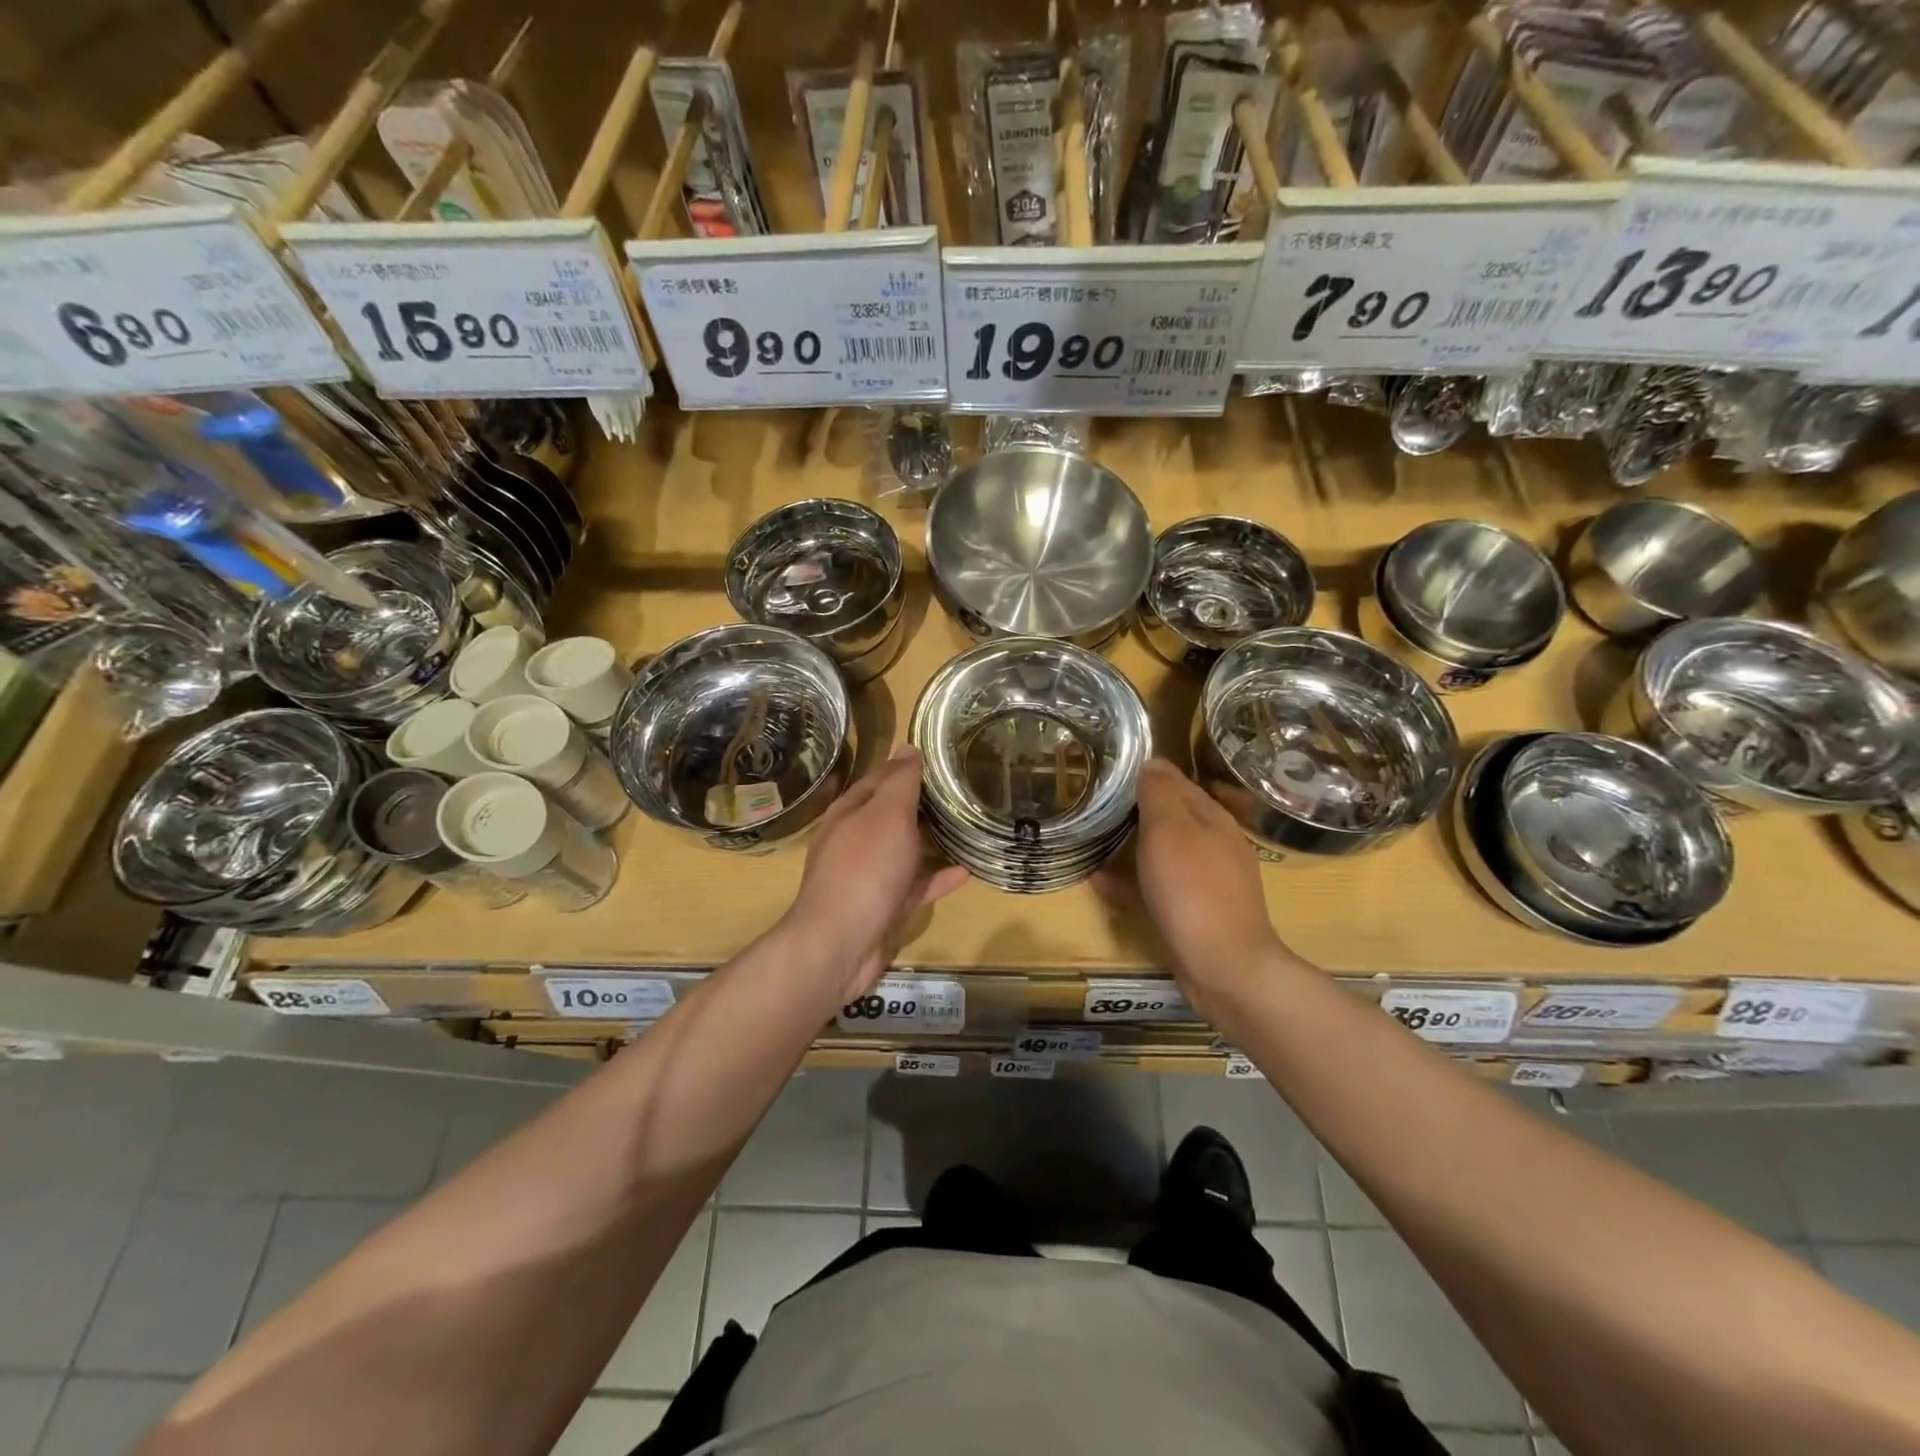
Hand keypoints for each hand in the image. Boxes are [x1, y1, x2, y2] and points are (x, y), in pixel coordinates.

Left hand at [782, 747, 968, 1000]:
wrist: (841, 943)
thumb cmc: (864, 868)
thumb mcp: (886, 814)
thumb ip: (900, 782)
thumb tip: (908, 748)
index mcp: (849, 812)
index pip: (879, 778)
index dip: (906, 766)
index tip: (941, 757)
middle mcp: (855, 840)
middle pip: (891, 814)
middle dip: (922, 802)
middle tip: (962, 790)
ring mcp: (869, 875)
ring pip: (904, 850)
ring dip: (931, 839)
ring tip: (967, 827)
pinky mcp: (884, 906)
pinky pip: (915, 885)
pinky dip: (937, 877)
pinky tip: (966, 872)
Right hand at [1115, 759, 1288, 1016]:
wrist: (1223, 966)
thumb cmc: (1193, 889)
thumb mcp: (1170, 830)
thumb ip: (1160, 794)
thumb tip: (1153, 762)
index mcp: (1214, 818)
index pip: (1179, 781)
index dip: (1148, 773)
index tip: (1112, 769)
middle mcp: (1216, 845)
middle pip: (1173, 816)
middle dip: (1140, 808)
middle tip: (1099, 802)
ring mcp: (1207, 881)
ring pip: (1165, 851)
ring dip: (1133, 843)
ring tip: (1097, 838)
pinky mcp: (1195, 913)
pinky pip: (1157, 887)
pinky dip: (1131, 881)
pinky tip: (1100, 882)